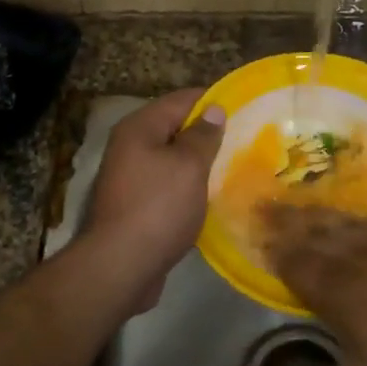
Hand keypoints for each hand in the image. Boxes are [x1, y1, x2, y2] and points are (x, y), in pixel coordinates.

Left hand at [81, 88, 224, 306]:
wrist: (120, 266)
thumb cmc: (158, 207)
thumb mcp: (188, 166)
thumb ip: (203, 136)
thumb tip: (213, 109)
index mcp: (139, 128)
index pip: (181, 100)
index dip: (212, 101)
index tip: (244, 108)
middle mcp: (130, 146)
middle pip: (174, 128)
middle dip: (207, 133)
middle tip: (246, 139)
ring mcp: (130, 177)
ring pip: (172, 159)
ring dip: (199, 162)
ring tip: (234, 166)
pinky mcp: (136, 204)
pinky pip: (168, 184)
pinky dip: (188, 186)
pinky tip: (212, 196)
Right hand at [240, 207, 366, 365]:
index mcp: (344, 288)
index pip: (297, 262)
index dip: (273, 250)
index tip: (251, 232)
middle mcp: (364, 254)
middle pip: (317, 234)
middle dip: (287, 223)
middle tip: (263, 206)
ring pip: (347, 224)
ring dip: (317, 216)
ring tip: (299, 206)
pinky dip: (357, 217)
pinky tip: (362, 221)